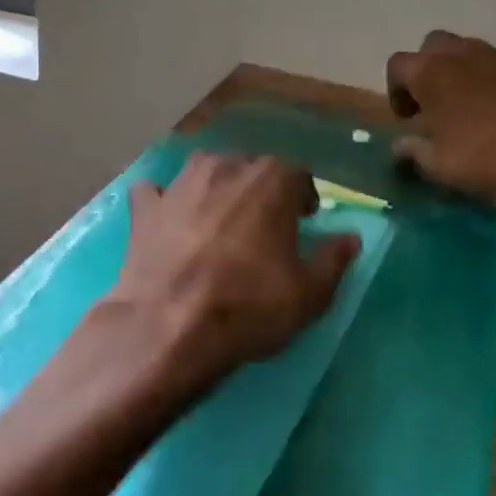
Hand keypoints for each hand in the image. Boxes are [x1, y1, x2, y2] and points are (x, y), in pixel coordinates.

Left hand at [104, 152, 360, 394]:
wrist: (168, 329)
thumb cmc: (248, 307)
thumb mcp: (309, 294)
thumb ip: (334, 259)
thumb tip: (350, 237)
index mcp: (271, 180)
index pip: (297, 173)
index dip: (303, 197)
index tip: (303, 221)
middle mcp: (226, 167)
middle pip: (251, 166)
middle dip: (261, 189)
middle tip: (264, 224)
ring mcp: (181, 183)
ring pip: (206, 169)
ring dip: (217, 186)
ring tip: (220, 217)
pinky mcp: (145, 208)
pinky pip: (155, 192)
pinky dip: (163, 201)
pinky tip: (166, 219)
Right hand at [387, 31, 495, 212]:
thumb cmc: (478, 160)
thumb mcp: (434, 164)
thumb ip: (411, 149)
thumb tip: (401, 145)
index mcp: (432, 72)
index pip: (398, 64)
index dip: (396, 89)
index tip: (407, 117)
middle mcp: (462, 55)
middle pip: (433, 44)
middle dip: (428, 67)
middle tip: (433, 101)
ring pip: (468, 49)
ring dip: (460, 69)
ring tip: (465, 104)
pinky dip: (491, 81)